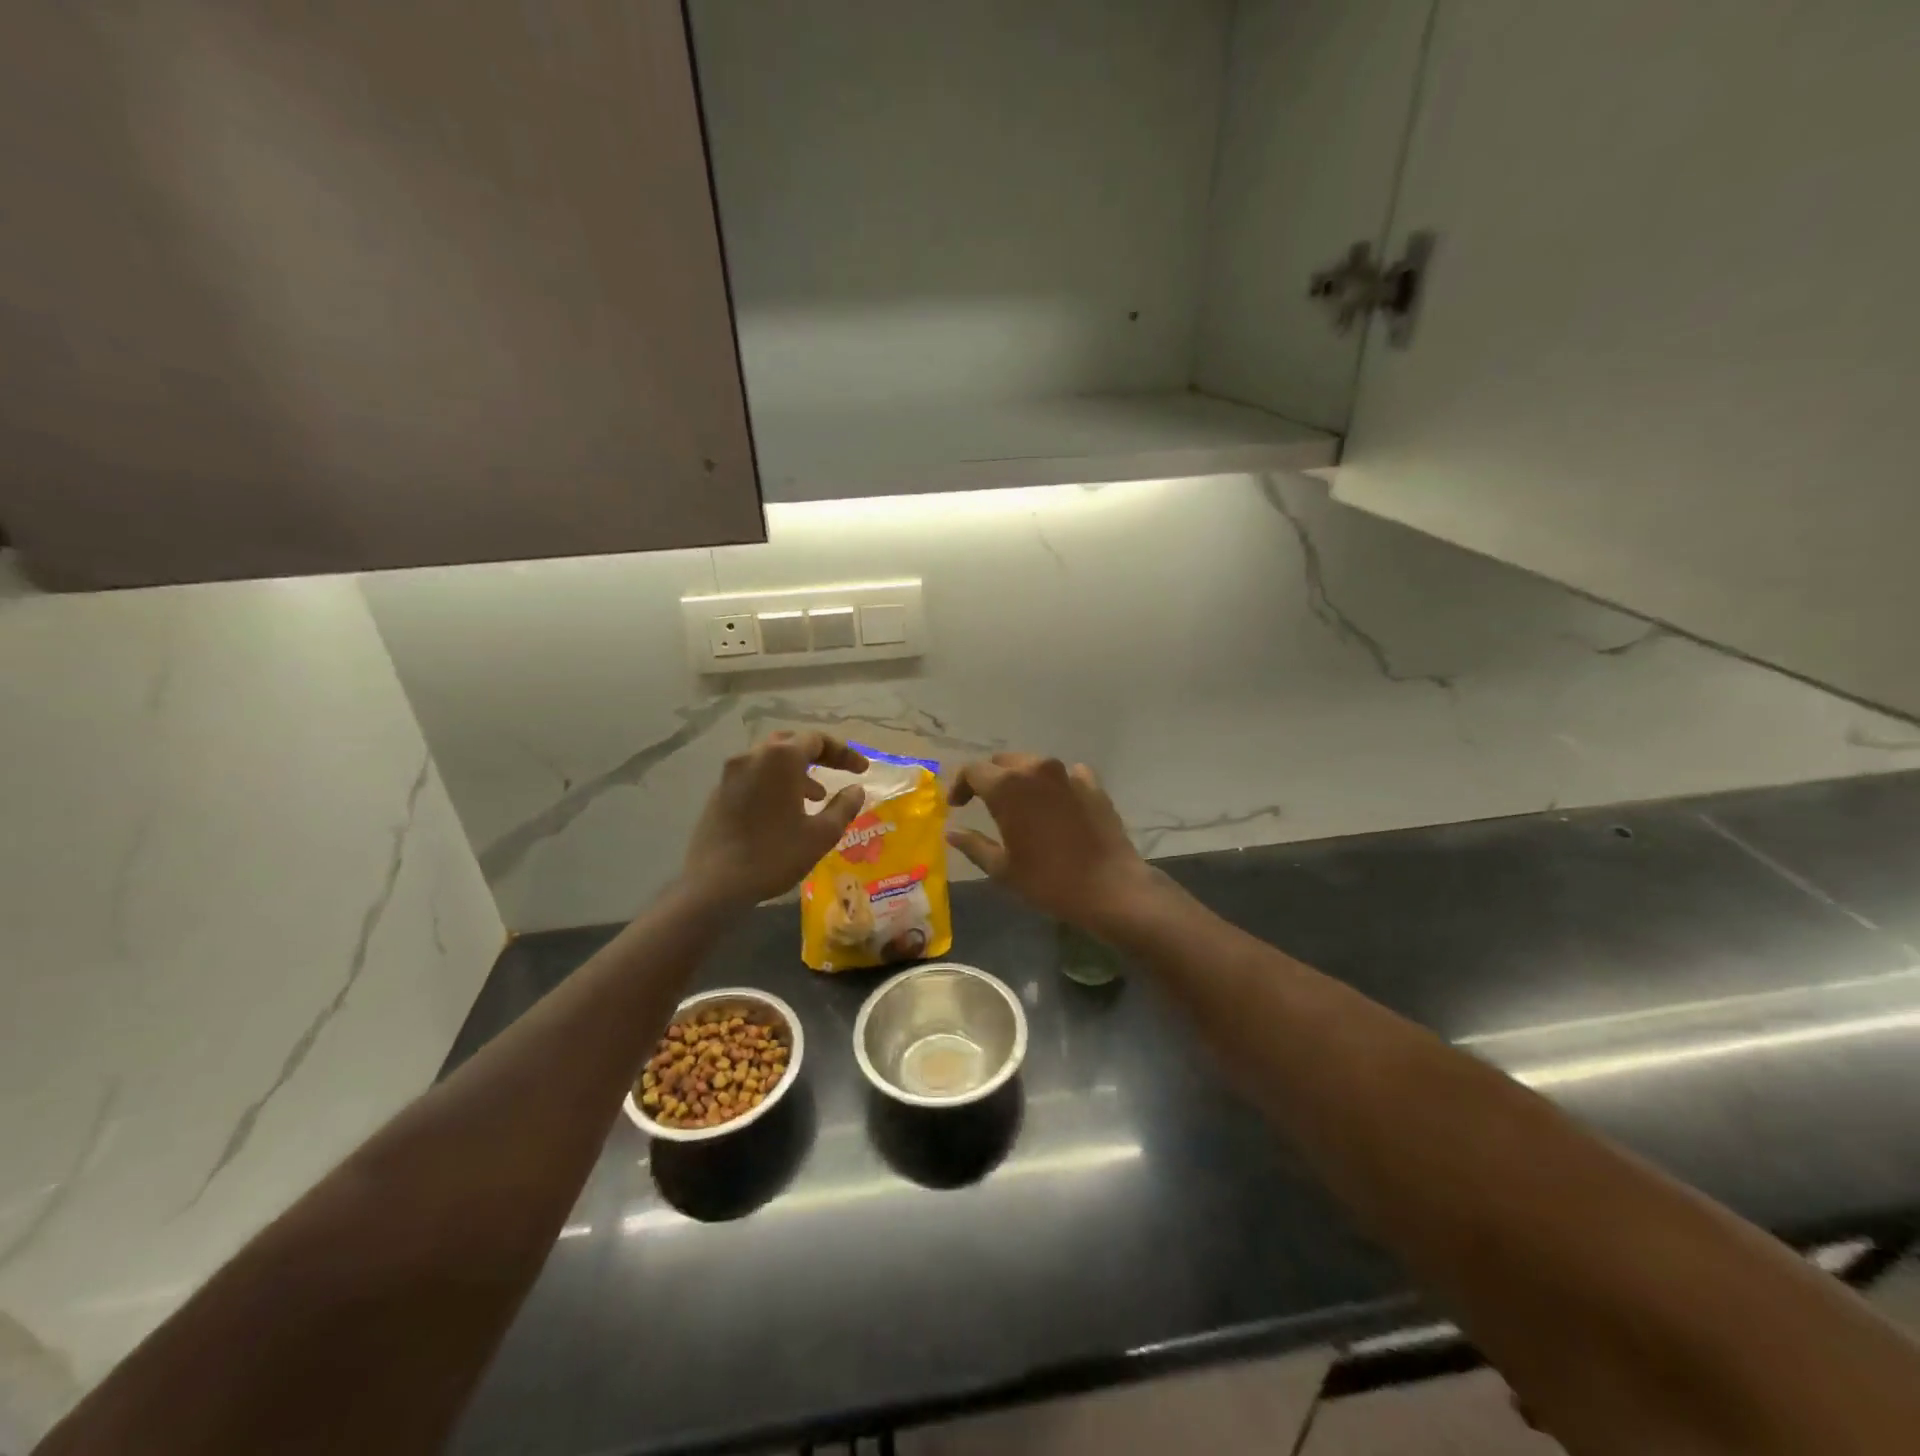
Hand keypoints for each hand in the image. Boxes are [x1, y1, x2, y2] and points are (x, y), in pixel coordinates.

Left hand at [680, 733, 867, 908]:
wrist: (714, 884)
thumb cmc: (775, 855)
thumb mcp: (821, 834)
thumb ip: (844, 806)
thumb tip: (856, 790)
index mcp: (781, 758)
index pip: (817, 740)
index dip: (844, 753)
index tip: (862, 770)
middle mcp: (753, 756)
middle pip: (792, 743)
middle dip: (819, 755)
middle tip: (840, 771)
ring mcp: (731, 773)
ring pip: (770, 759)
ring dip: (797, 771)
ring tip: (816, 796)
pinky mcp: (719, 792)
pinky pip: (754, 776)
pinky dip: (775, 783)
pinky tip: (785, 810)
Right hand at [947, 754, 1159, 931]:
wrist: (1110, 888)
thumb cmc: (1048, 881)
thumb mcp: (1002, 869)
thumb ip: (973, 845)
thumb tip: (952, 832)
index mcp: (1008, 787)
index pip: (973, 770)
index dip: (960, 785)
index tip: (957, 805)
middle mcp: (1036, 770)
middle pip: (1003, 762)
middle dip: (989, 779)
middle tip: (984, 803)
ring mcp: (1068, 774)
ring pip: (1034, 765)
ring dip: (1021, 779)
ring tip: (1020, 804)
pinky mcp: (1093, 785)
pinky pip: (1066, 775)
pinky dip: (1054, 785)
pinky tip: (1056, 804)